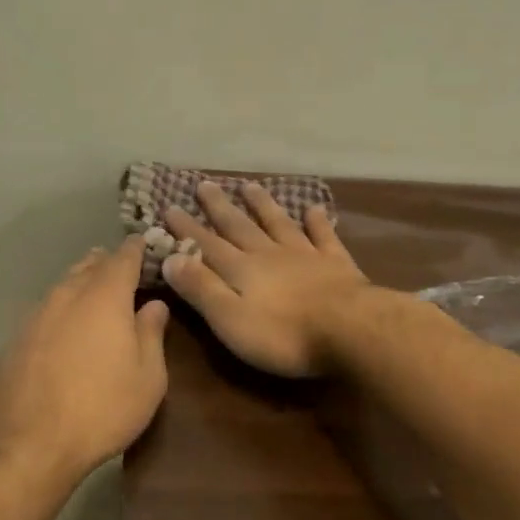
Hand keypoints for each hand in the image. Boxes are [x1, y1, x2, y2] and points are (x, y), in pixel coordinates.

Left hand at [0, 237, 170, 479]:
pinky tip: (68, 333)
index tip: (150, 247)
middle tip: (127, 274)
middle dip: (109, 264)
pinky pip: (46, 312)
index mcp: (104, 297)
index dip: (139, 249)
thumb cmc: (102, 410)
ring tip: (98, 298)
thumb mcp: (148, 377)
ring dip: (83, 286)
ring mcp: (35, 316)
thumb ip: (151, 333)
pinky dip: (62, 312)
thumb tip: (154, 305)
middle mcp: (66, 295)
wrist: (29, 445)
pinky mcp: (15, 339)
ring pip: (64, 286)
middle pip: (89, 265)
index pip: (124, 256)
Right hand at [160, 182, 370, 376]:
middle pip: (240, 227)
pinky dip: (318, 222)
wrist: (350, 330)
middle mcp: (269, 254)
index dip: (186, 229)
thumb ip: (201, 288)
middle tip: (204, 184)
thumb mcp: (229, 319)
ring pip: (278, 224)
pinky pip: (324, 236)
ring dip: (262, 205)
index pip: (206, 245)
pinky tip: (314, 209)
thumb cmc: (283, 335)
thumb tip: (170, 257)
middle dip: (219, 208)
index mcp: (241, 270)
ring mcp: (305, 255)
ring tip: (249, 186)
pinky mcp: (337, 264)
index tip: (169, 208)